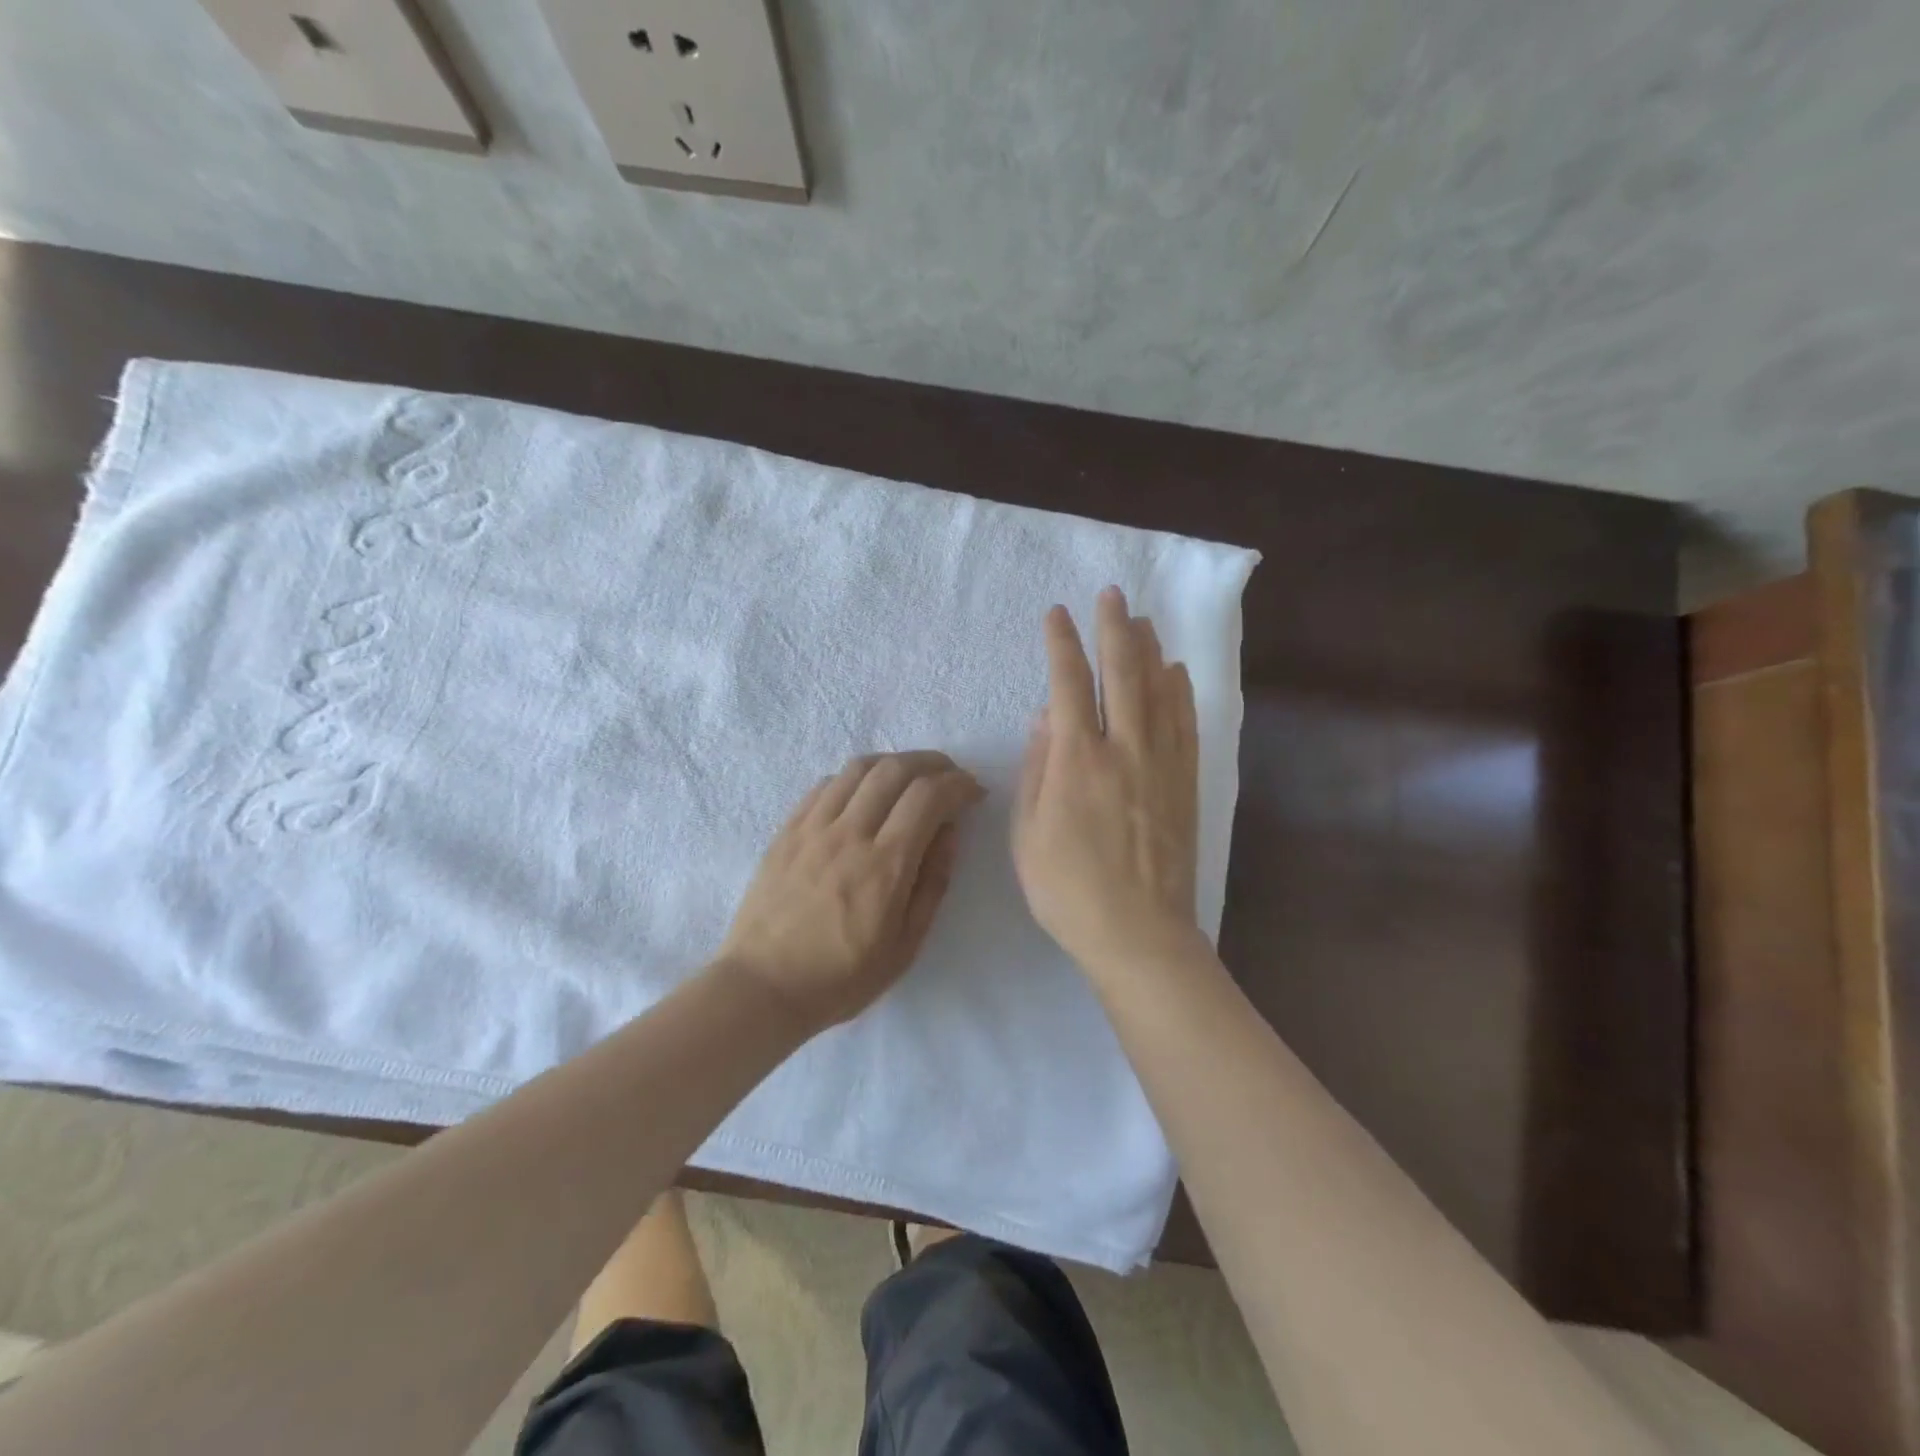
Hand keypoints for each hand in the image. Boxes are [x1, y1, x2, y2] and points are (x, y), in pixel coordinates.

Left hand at [718, 751, 983, 1030]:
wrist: (763, 988)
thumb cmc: (842, 977)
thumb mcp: (906, 946)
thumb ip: (933, 883)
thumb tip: (949, 831)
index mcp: (884, 866)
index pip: (928, 796)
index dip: (958, 784)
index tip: (973, 792)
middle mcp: (849, 834)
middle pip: (896, 769)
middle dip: (933, 763)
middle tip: (949, 777)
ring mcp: (813, 828)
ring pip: (859, 768)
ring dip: (894, 763)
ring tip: (910, 778)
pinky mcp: (787, 830)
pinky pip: (826, 784)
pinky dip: (856, 777)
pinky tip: (865, 793)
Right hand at [1012, 587, 1205, 985]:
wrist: (1139, 933)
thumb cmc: (1068, 889)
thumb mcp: (1028, 834)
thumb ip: (1036, 769)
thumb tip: (1045, 718)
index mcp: (1076, 761)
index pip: (1068, 684)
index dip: (1062, 644)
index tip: (1057, 615)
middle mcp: (1123, 749)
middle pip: (1121, 673)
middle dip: (1114, 628)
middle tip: (1112, 594)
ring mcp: (1161, 764)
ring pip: (1159, 691)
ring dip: (1149, 649)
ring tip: (1143, 619)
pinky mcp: (1186, 783)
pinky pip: (1185, 724)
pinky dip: (1180, 692)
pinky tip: (1177, 672)